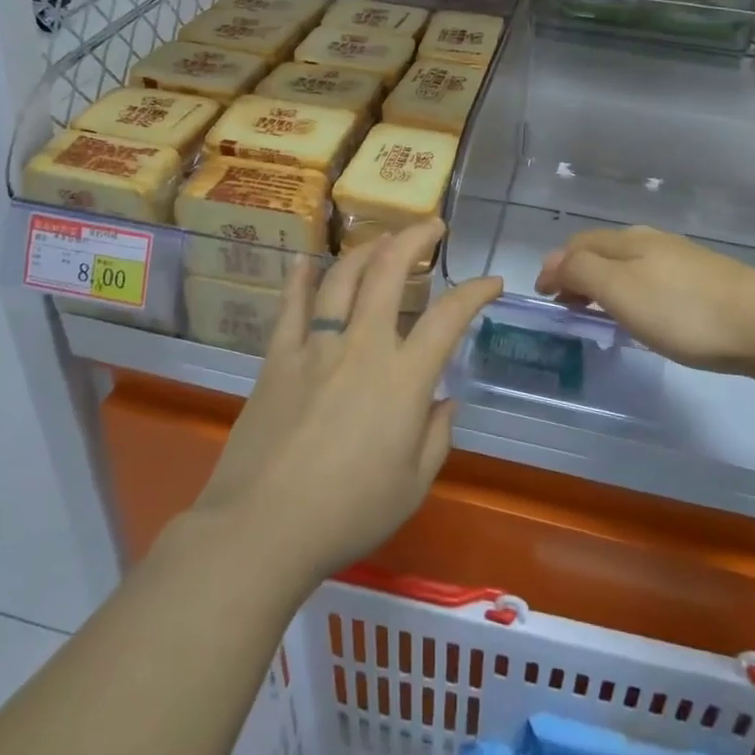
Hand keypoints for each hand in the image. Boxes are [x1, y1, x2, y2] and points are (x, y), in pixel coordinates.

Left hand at [193, 220, 502, 587]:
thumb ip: (436, 436)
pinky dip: (301, 279)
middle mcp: (362, 346)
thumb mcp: (412, 486)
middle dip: (414, 238)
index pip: (449, 317)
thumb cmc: (348, 513)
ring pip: (342, 277)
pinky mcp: (278, 357)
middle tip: (431, 225)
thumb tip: (444, 400)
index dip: (476, 291)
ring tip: (381, 240)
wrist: (263, 529)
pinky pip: (291, 307)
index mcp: (404, 378)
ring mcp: (316, 346)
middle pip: (390, 272)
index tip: (491, 282)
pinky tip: (306, 262)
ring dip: (366, 250)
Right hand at [534, 226, 754, 375]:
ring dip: (603, 282)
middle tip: (565, 305)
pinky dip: (629, 291)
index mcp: (627, 241)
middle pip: (602, 250)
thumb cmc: (682, 310)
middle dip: (577, 272)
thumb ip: (582, 272)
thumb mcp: (621, 290)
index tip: (543, 297)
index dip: (555, 267)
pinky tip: (641, 313)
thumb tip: (554, 263)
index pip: (578, 244)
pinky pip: (650, 278)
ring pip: (627, 264)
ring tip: (597, 312)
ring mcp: (681, 259)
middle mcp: (651, 241)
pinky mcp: (704, 280)